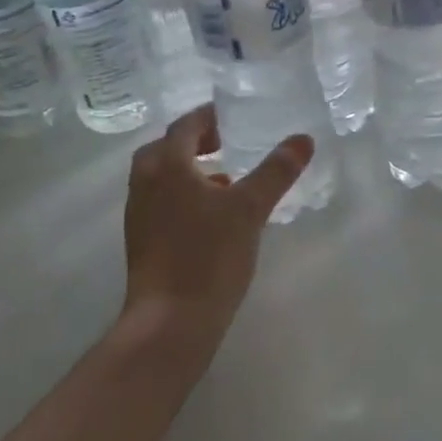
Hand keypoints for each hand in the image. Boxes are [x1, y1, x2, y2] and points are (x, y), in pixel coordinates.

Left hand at [118, 105, 312, 358]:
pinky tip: (213, 215)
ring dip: (189, 168)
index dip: (210, 117)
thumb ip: (277, 171)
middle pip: (166, 148)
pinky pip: (161, 201)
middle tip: (226, 141)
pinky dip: (184, 194)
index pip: (185, 126)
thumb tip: (303, 139)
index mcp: (167, 166)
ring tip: (225, 177)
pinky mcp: (142, 241)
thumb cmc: (208, 256)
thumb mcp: (250, 208)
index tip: (234, 116)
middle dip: (195, 140)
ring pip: (162, 177)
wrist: (169, 324)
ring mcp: (139, 215)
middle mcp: (145, 184)